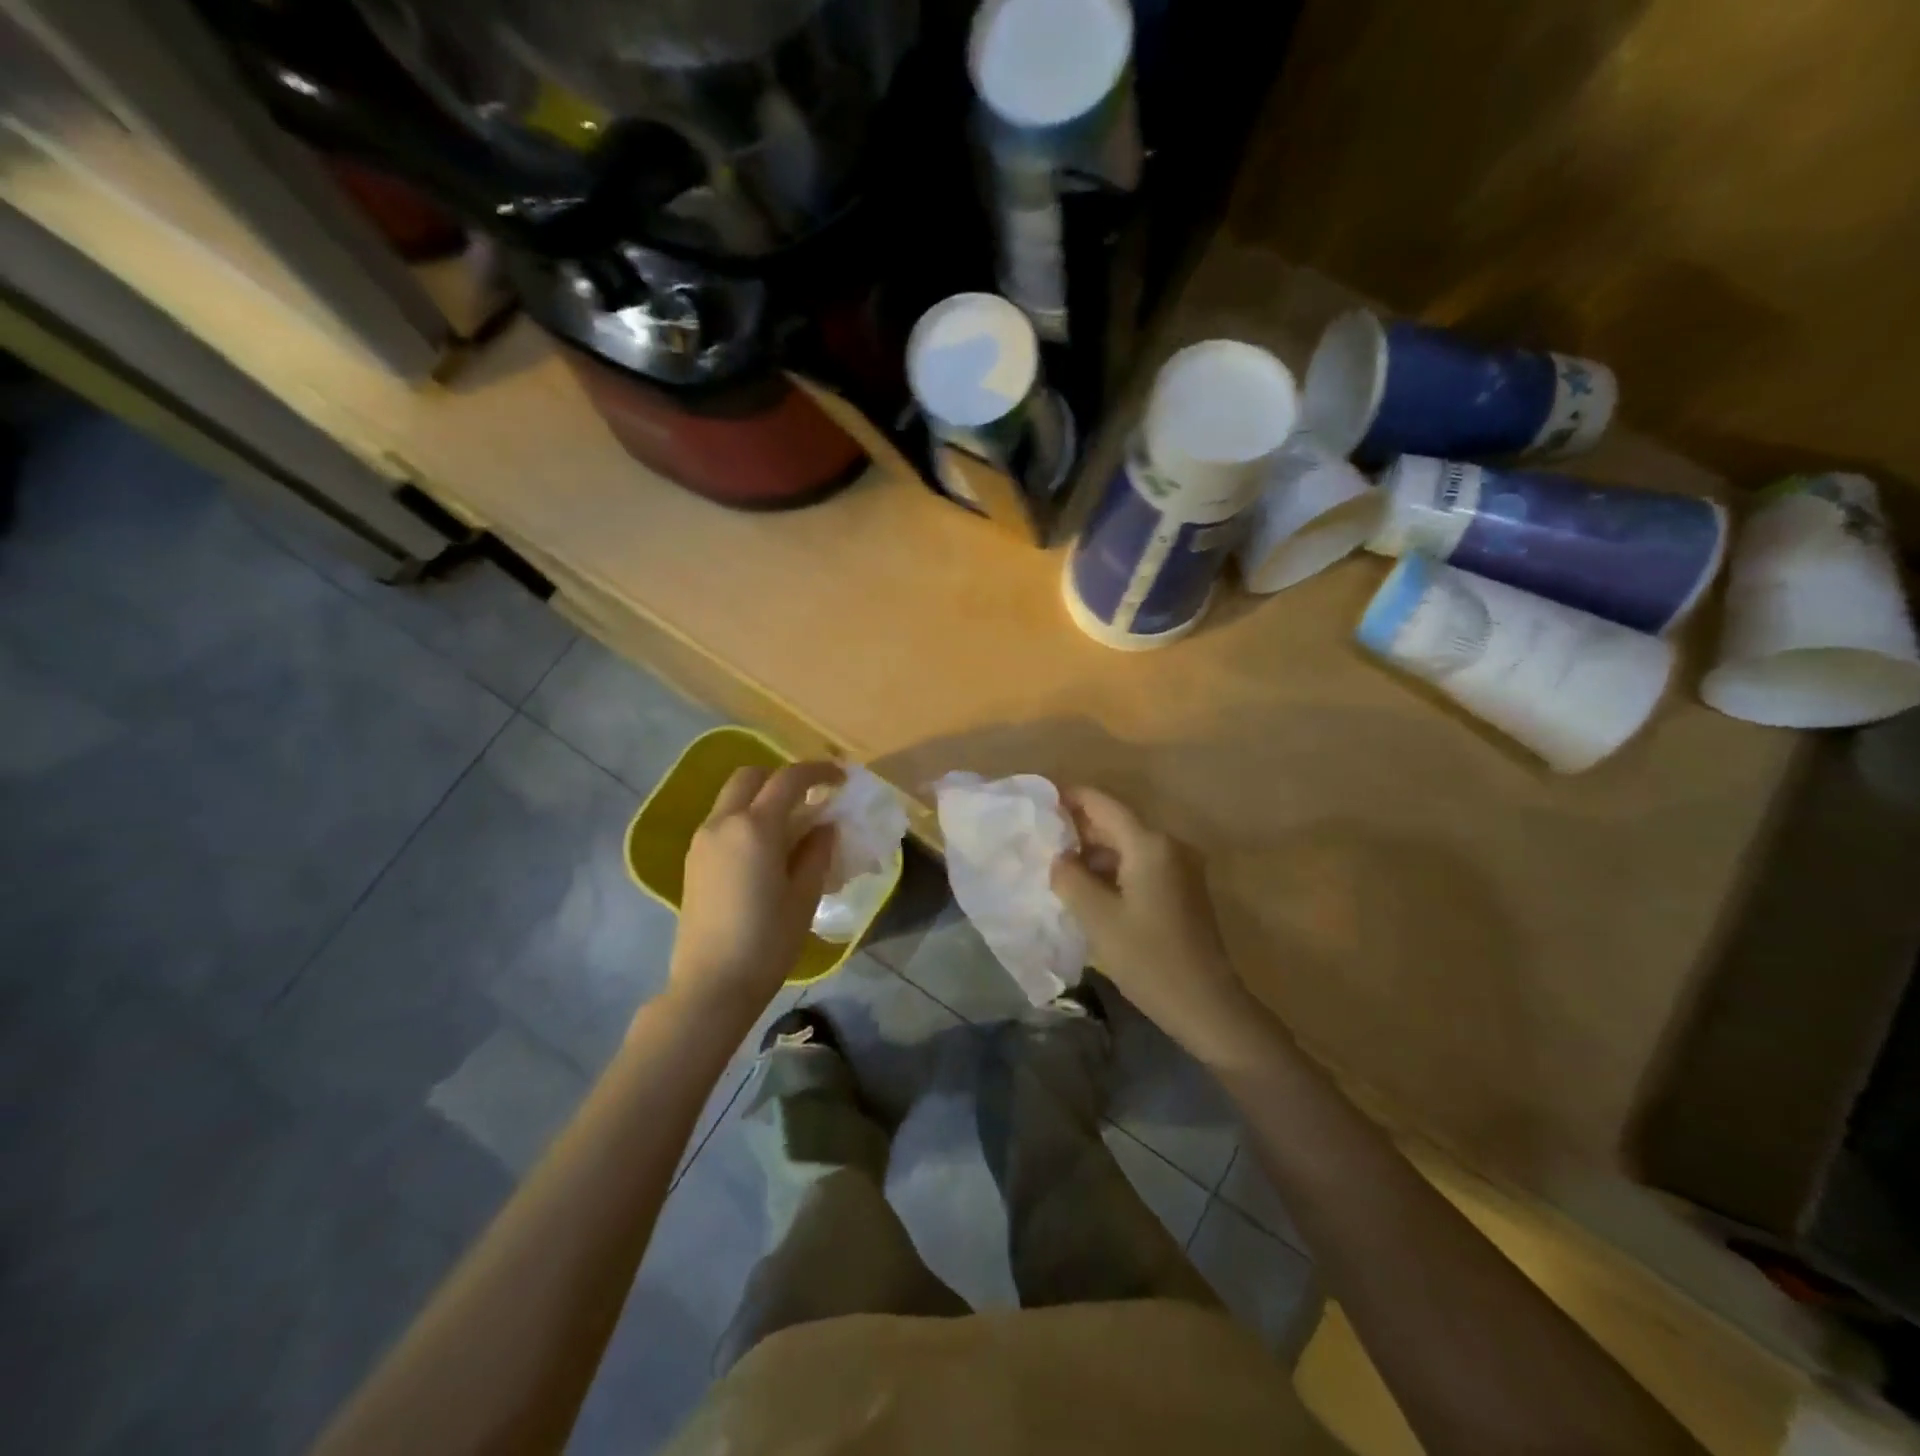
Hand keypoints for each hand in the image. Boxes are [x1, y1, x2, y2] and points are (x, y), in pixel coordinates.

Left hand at [669, 761, 839, 1023]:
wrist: (711, 985)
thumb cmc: (767, 942)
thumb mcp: (804, 896)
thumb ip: (816, 852)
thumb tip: (824, 826)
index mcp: (755, 828)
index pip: (789, 779)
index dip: (818, 772)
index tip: (841, 779)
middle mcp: (723, 823)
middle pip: (751, 776)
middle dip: (782, 778)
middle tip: (810, 799)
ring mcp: (702, 841)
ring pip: (732, 798)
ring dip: (762, 798)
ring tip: (790, 827)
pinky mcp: (693, 861)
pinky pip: (722, 822)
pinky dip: (746, 818)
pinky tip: (765, 850)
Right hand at [1051, 787, 1267, 1065]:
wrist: (1206, 1005)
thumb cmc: (1148, 959)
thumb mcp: (1097, 918)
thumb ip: (1070, 878)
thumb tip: (1059, 857)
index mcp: (1150, 844)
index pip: (1103, 804)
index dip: (1070, 798)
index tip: (1038, 801)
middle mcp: (1169, 846)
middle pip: (1116, 823)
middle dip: (1078, 828)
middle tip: (1039, 837)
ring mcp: (1180, 868)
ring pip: (1127, 846)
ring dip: (1094, 852)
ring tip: (1056, 865)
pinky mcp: (1182, 890)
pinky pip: (1140, 866)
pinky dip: (1112, 870)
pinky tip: (1087, 888)